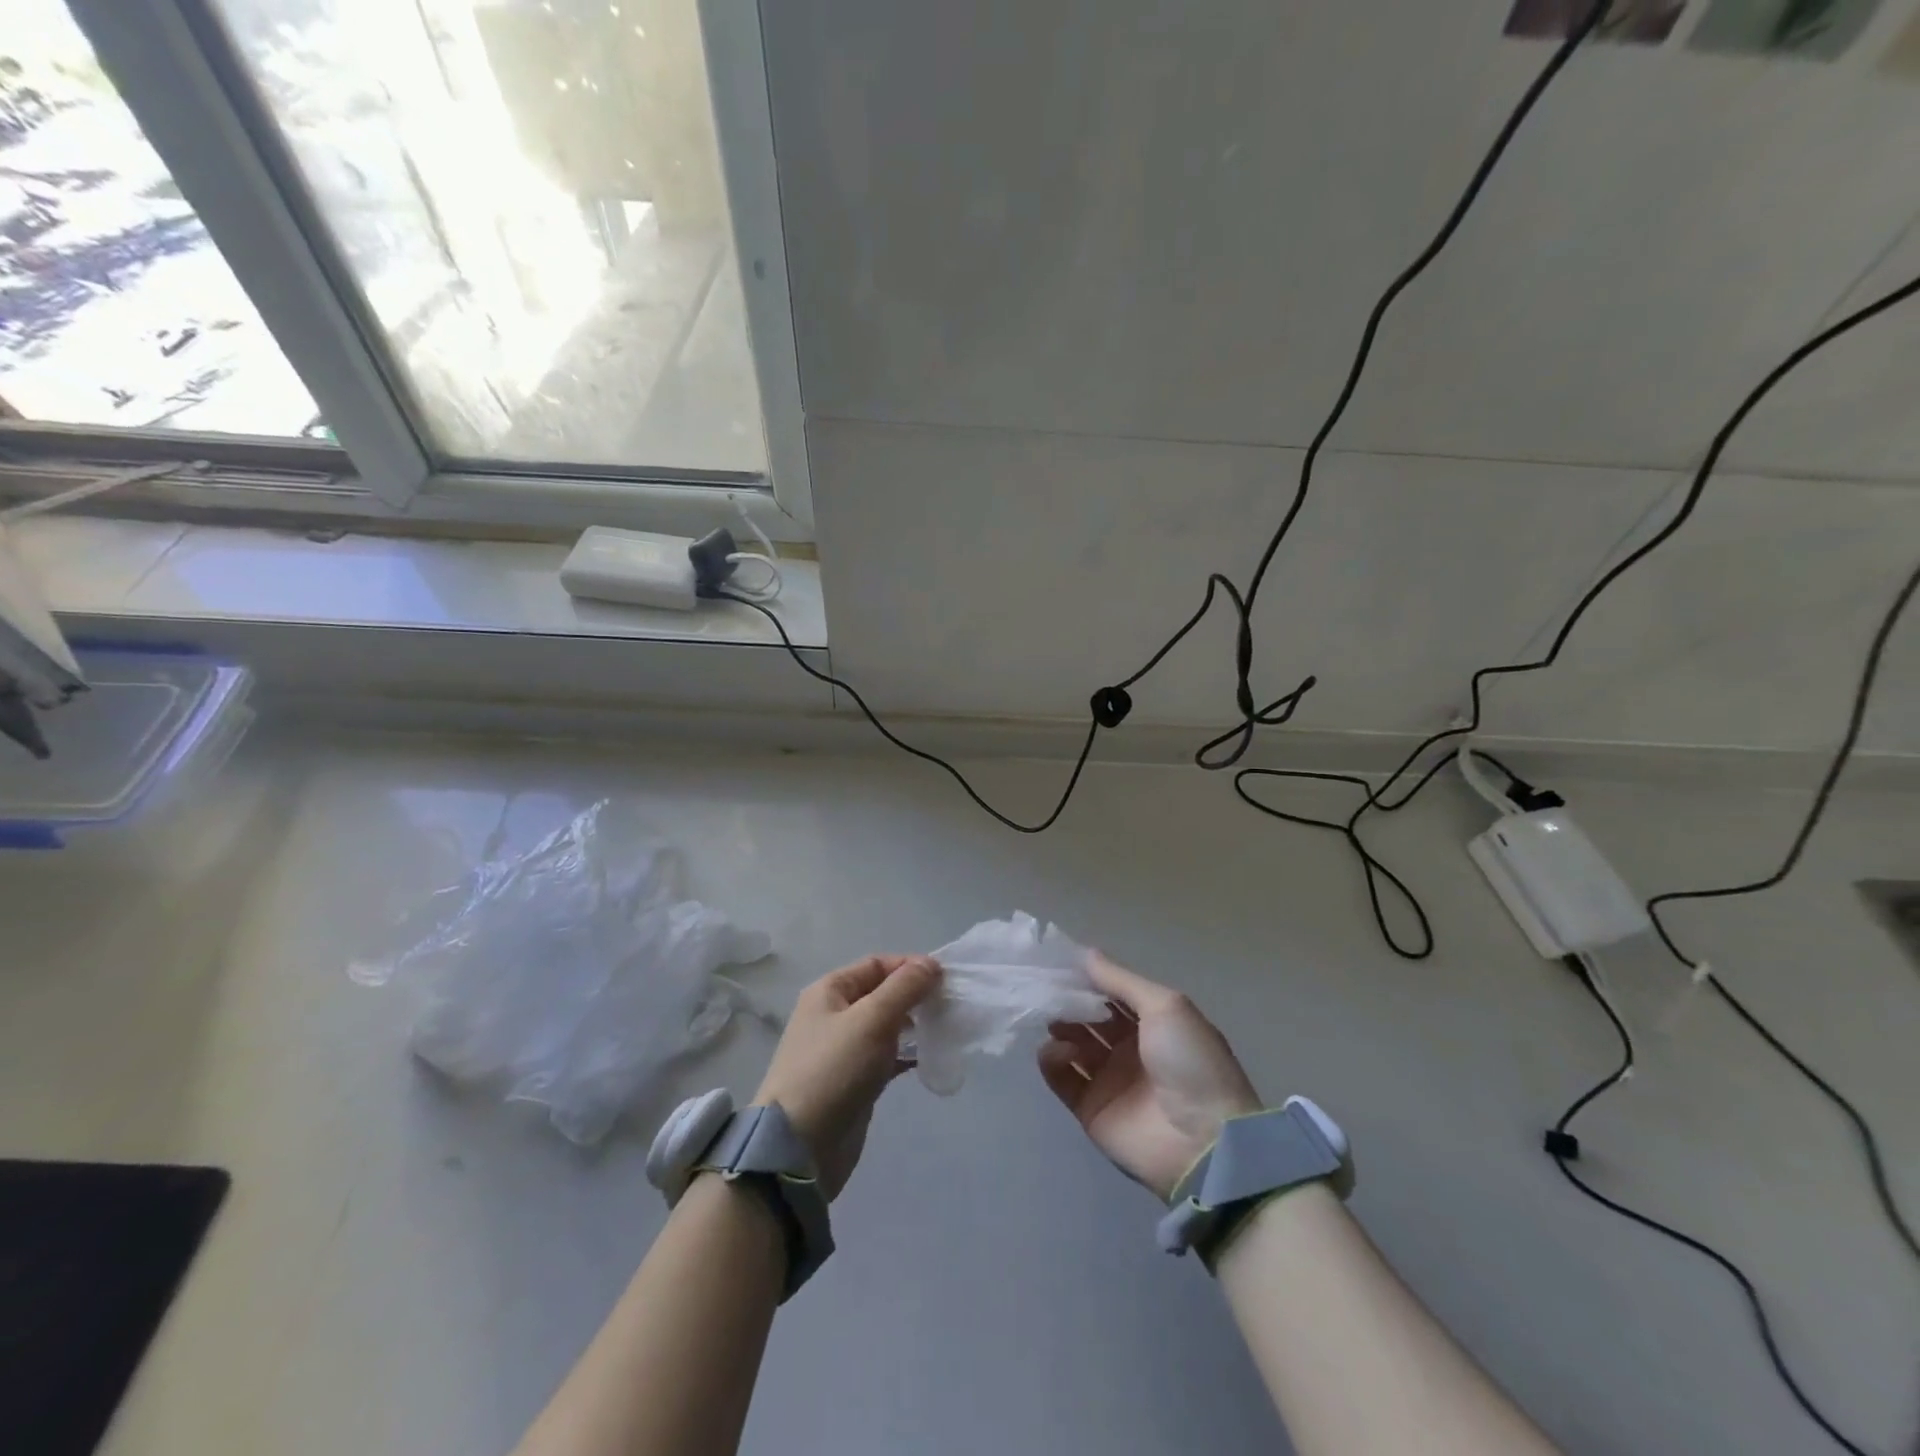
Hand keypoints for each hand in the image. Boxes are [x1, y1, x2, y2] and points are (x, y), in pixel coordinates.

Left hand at [754, 955, 940, 1198]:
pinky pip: (887, 1055)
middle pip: (882, 992)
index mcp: (830, 991)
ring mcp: (844, 1049)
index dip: (910, 966)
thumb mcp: (871, 1020)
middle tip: (950, 1004)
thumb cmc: (833, 1070)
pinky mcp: (855, 1080)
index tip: (945, 978)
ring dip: (915, 1024)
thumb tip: (931, 964)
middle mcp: (835, 1014)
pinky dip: (908, 1053)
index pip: (877, 964)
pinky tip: (931, 1057)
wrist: (800, 1147)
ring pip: (887, 1025)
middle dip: (916, 995)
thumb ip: (904, 988)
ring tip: (946, 1028)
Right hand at [1038, 952, 1261, 1200]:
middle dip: (1069, 1000)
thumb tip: (1085, 954)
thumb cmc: (1190, 1062)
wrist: (1203, 1142)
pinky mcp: (1090, 1108)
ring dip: (1059, 1027)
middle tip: (1048, 988)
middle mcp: (1129, 1048)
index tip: (1060, 961)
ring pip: (1072, 1044)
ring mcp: (1109, 1079)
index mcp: (1153, 1023)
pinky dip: (1053, 1059)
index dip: (1089, 977)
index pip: (1112, 993)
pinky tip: (1059, 1050)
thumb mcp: (1164, 1006)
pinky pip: (1062, 1077)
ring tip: (1053, 1019)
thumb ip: (1121, 980)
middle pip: (1089, 1017)